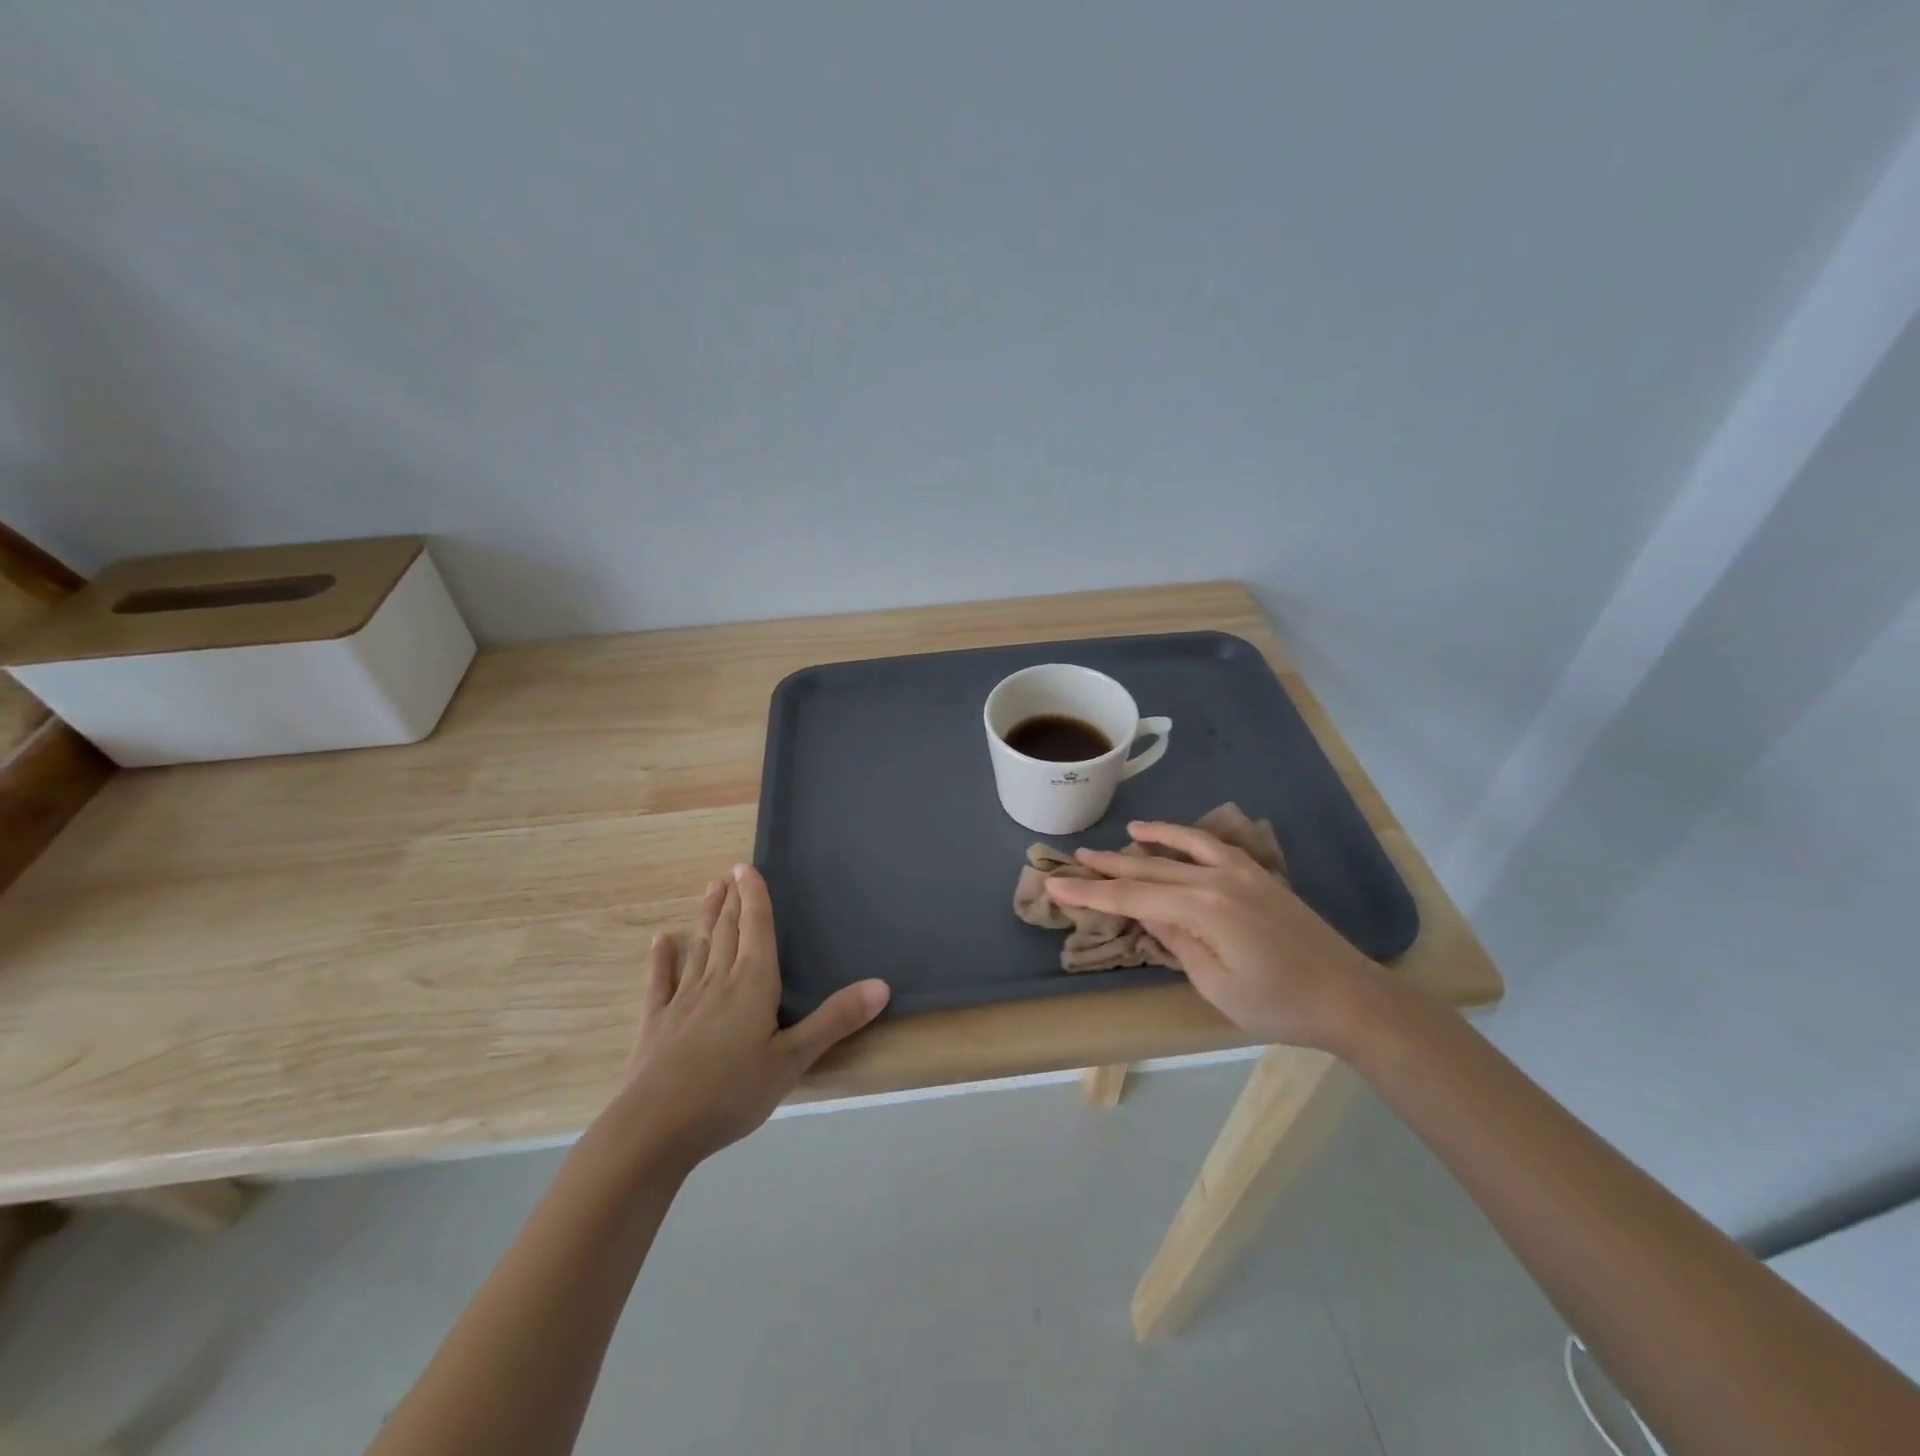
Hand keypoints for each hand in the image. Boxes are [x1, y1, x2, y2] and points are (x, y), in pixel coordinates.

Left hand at [606, 864, 889, 1170]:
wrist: (655, 1128)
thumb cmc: (731, 1092)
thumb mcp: (793, 1060)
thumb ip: (835, 1020)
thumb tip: (882, 985)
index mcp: (753, 984)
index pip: (757, 929)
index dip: (754, 897)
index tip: (747, 867)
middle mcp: (717, 982)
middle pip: (728, 932)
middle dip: (732, 901)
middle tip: (729, 873)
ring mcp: (682, 1001)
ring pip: (699, 949)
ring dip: (706, 919)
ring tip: (709, 891)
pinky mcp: (655, 1024)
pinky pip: (660, 983)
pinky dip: (662, 960)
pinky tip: (661, 942)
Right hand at [1045, 821, 1383, 1048]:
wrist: (1350, 997)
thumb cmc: (1280, 1005)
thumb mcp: (1216, 985)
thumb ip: (1177, 942)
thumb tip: (1147, 913)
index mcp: (1202, 908)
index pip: (1132, 897)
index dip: (1091, 893)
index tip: (1056, 885)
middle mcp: (1217, 879)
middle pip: (1150, 868)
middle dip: (1109, 865)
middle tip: (1074, 858)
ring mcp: (1241, 872)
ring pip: (1181, 848)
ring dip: (1147, 841)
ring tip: (1122, 833)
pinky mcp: (1258, 875)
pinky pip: (1213, 845)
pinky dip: (1187, 837)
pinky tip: (1172, 838)